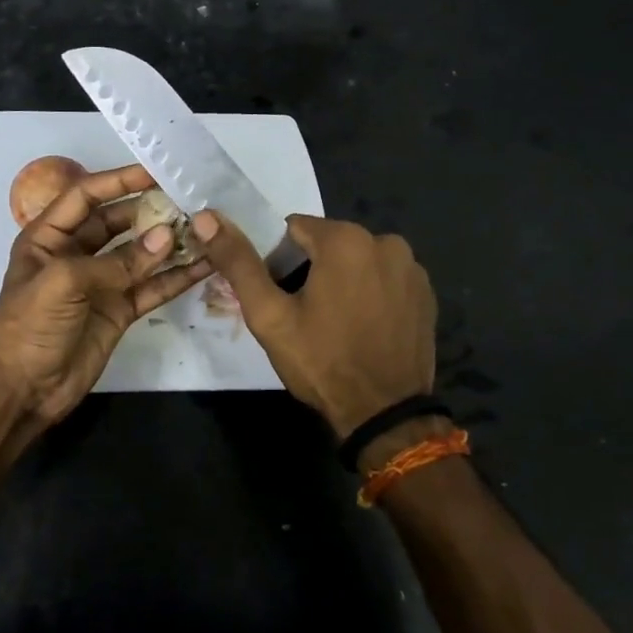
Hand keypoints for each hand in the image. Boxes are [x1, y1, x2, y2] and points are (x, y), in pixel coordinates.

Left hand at [0, 165, 212, 426]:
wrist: (22, 390)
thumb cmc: (29, 326)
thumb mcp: (63, 282)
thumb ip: (116, 261)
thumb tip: (166, 238)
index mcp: (49, 237)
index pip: (86, 196)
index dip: (118, 181)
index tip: (156, 171)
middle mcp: (76, 254)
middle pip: (118, 222)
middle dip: (150, 211)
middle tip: (188, 200)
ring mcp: (101, 283)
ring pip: (140, 255)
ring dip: (168, 243)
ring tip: (203, 228)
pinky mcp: (120, 311)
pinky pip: (151, 288)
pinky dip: (176, 278)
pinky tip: (203, 266)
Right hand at [193, 211, 435, 439]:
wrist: (384, 413)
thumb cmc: (322, 361)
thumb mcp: (269, 315)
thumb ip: (238, 262)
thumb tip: (206, 218)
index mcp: (345, 239)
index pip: (294, 229)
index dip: (277, 259)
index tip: (278, 295)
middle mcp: (386, 241)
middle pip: (329, 243)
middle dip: (310, 269)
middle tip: (301, 314)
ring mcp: (412, 268)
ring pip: (358, 261)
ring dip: (342, 280)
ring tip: (333, 324)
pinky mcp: (426, 294)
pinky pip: (385, 280)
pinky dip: (370, 294)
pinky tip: (362, 328)